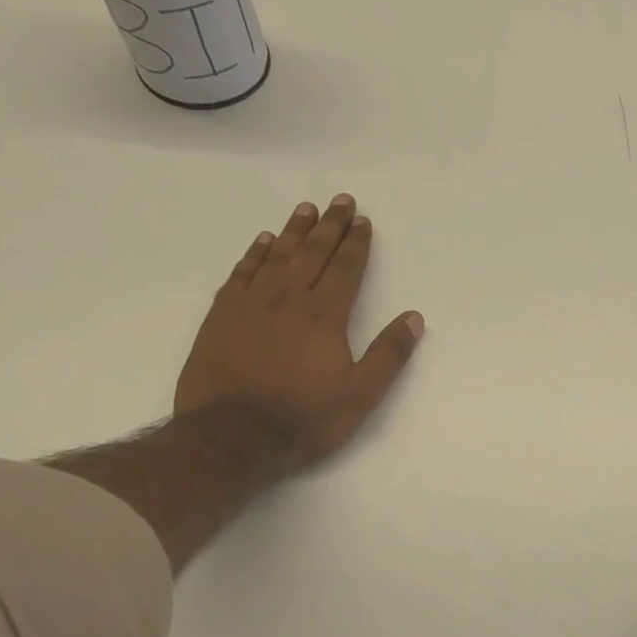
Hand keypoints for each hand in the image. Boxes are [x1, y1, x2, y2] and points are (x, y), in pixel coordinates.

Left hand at [174, 195, 423, 468]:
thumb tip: (414, 317)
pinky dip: (254, 254)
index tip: (363, 221)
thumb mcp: (361, 395)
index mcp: (325, 316)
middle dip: (329, 226)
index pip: (345, 269)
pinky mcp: (222, 316)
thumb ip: (389, 354)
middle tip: (340, 201)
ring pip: (276, 256)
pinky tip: (262, 242)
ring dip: (293, 231)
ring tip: (306, 209)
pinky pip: (241, 273)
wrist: (233, 436)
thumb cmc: (304, 419)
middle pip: (312, 253)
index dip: (357, 244)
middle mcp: (288, 299)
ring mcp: (251, 304)